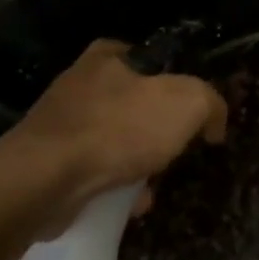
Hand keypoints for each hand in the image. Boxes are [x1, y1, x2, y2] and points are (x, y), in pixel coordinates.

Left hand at [0, 40, 227, 229]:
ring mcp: (62, 122)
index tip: (193, 115)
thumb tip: (214, 122)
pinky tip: (130, 204)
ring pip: (116, 139)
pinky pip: (96, 170)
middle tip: (176, 151)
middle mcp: (82, 82)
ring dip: (139, 163)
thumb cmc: (117, 129)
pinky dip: (115, 185)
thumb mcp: (185, 102)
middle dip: (158, 132)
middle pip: (137, 104)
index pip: (154, 61)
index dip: (179, 85)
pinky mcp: (50, 161)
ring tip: (153, 184)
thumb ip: (210, 102)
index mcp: (109, 55)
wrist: (44, 180)